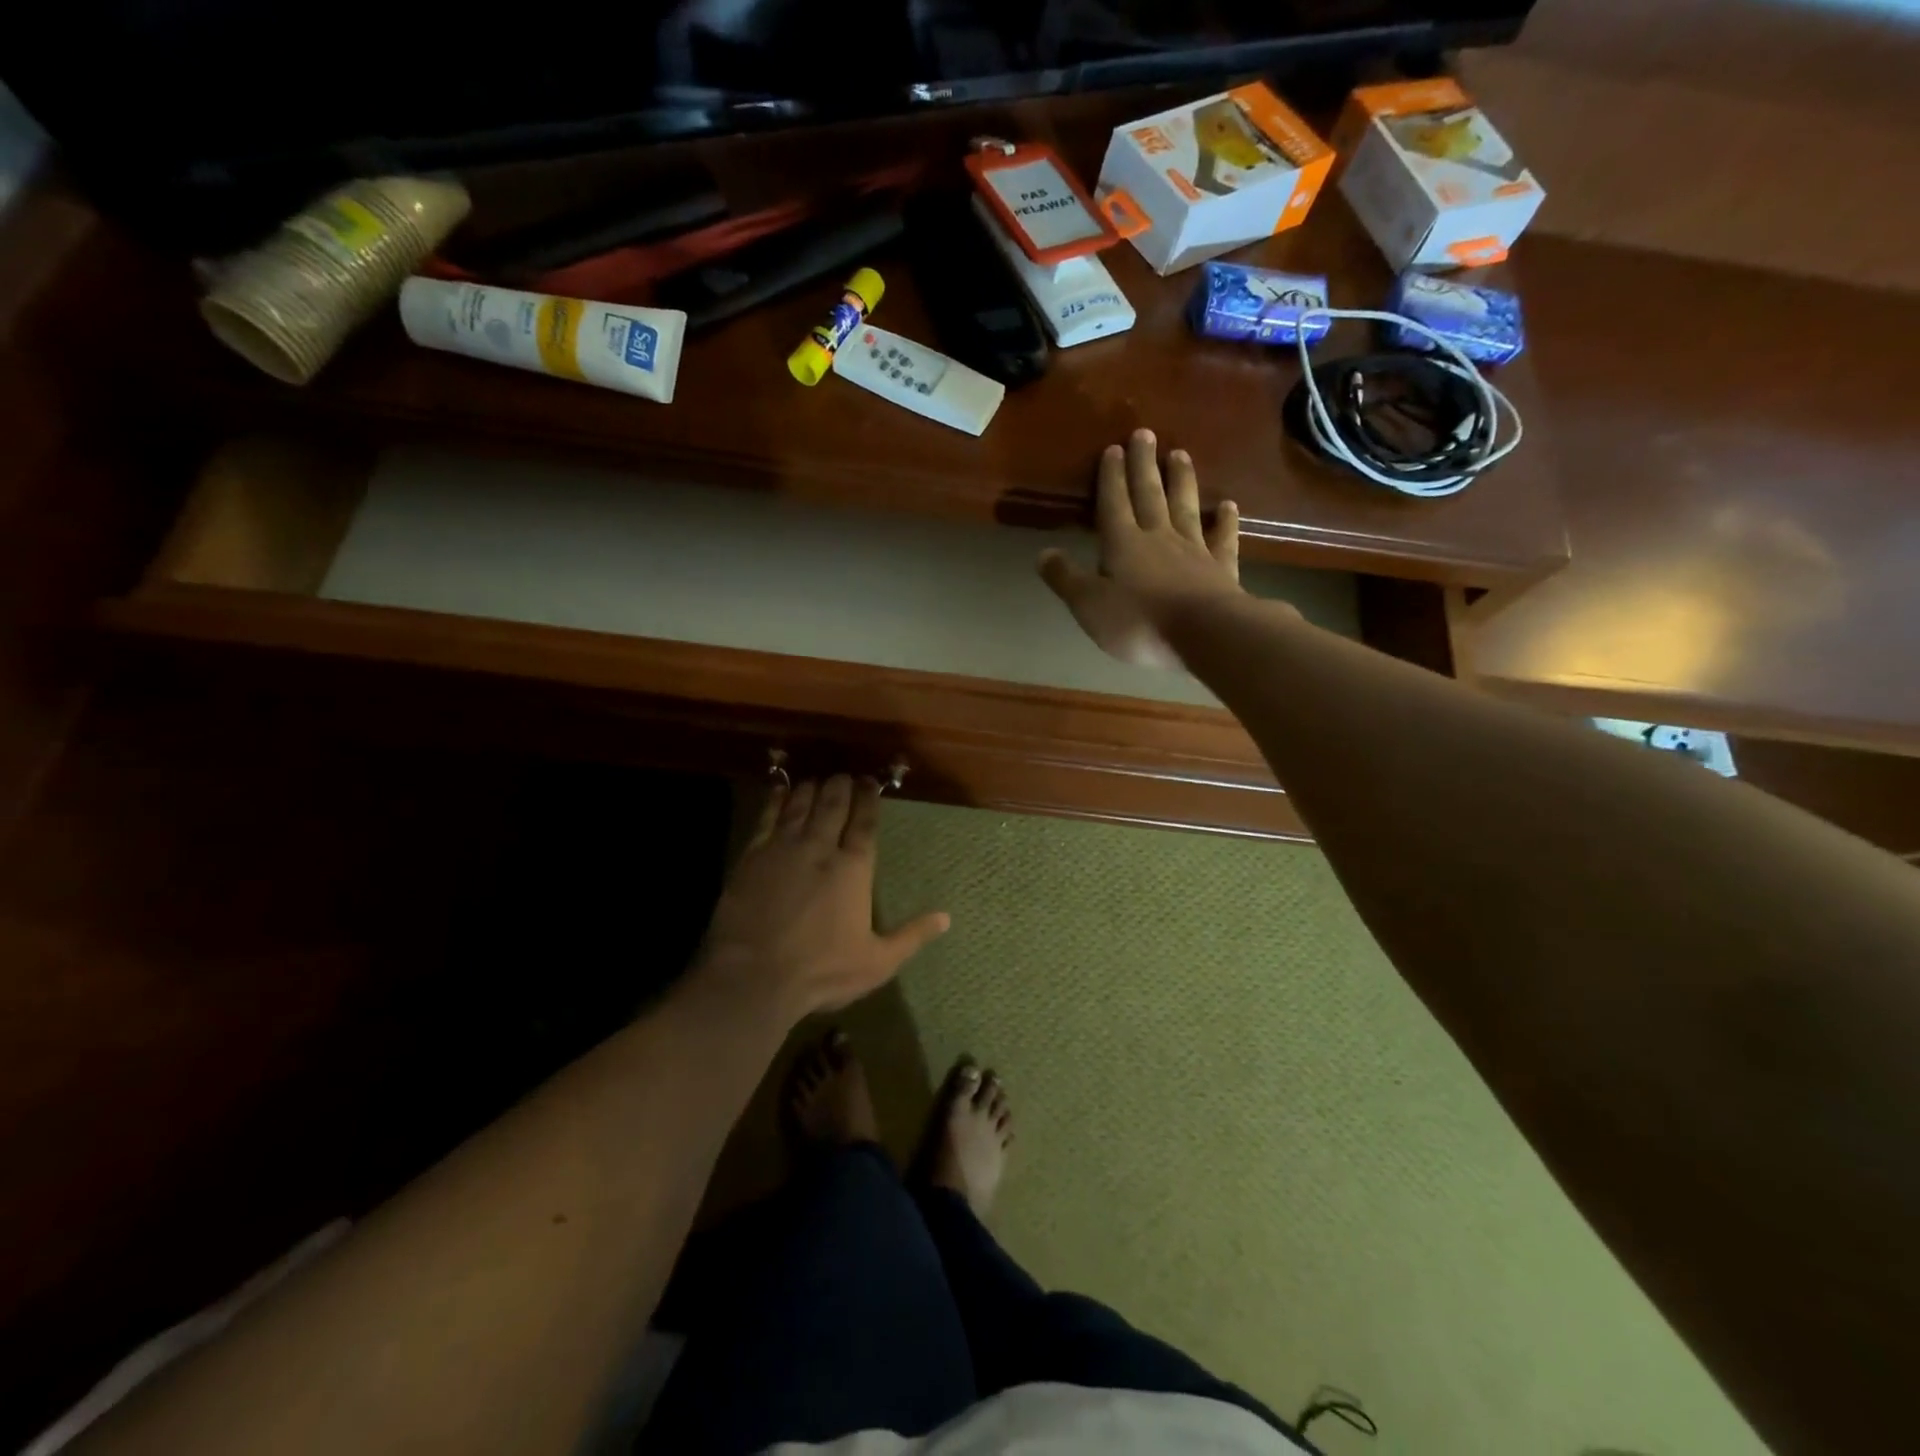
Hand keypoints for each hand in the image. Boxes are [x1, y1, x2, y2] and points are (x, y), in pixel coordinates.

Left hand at [697, 775, 949, 1020]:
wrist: (753, 976)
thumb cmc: (822, 971)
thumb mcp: (877, 962)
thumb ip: (912, 936)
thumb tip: (946, 917)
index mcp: (853, 869)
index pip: (865, 824)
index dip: (869, 800)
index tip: (870, 782)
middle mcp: (820, 849)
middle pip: (832, 806)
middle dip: (841, 786)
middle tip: (844, 776)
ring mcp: (783, 849)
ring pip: (801, 806)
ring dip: (811, 789)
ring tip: (817, 780)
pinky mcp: (752, 857)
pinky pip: (767, 818)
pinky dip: (776, 800)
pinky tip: (780, 790)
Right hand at [1038, 428, 1241, 667]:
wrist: (1204, 633)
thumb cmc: (1139, 621)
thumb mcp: (1088, 605)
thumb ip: (1065, 578)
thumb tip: (1042, 553)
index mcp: (1123, 544)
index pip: (1114, 502)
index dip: (1111, 476)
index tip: (1113, 448)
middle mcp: (1158, 537)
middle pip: (1149, 494)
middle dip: (1143, 465)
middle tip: (1145, 434)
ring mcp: (1193, 549)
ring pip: (1185, 506)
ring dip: (1181, 480)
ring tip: (1179, 454)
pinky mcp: (1221, 568)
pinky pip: (1222, 538)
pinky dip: (1225, 521)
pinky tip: (1228, 506)